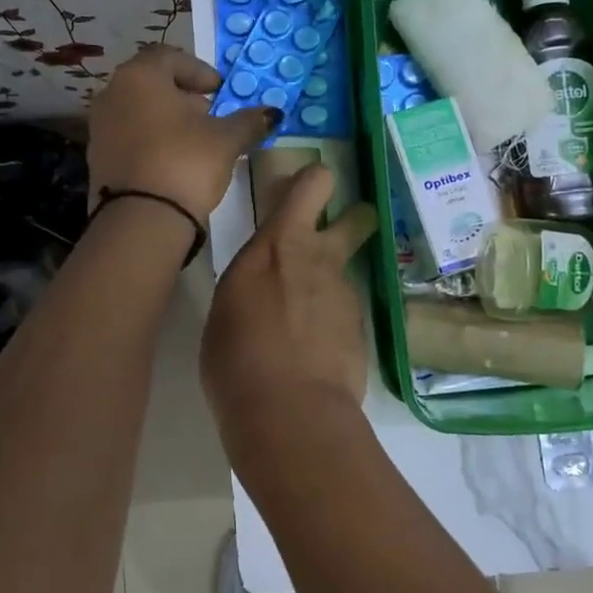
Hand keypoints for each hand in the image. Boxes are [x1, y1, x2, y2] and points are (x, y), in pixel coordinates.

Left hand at [88, 45, 279, 216]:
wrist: (141, 219)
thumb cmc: (186, 163)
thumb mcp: (226, 140)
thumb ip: (249, 121)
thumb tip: (272, 113)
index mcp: (140, 76)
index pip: (170, 56)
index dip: (199, 70)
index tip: (219, 91)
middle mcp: (112, 92)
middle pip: (152, 82)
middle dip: (183, 96)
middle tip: (210, 116)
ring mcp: (100, 126)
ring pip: (138, 110)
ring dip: (166, 119)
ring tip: (194, 142)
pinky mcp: (97, 157)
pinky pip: (128, 136)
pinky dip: (150, 140)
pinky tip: (171, 162)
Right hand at [202, 163, 378, 421]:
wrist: (289, 409)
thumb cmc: (236, 357)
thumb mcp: (228, 307)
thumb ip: (252, 284)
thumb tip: (263, 289)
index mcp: (277, 244)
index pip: (310, 186)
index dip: (313, 182)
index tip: (306, 188)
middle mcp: (320, 259)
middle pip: (356, 218)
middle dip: (352, 219)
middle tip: (335, 237)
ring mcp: (347, 294)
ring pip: (346, 273)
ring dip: (330, 287)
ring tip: (304, 327)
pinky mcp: (364, 329)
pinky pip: (346, 314)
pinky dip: (334, 325)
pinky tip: (316, 354)